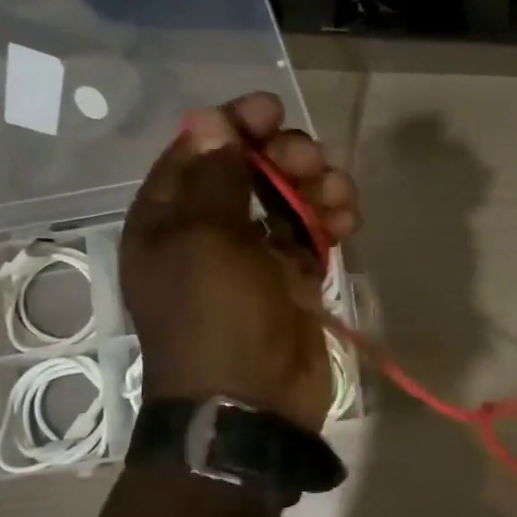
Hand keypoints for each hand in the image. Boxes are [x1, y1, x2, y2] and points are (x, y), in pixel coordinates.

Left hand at [120, 92, 359, 433]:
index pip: (197, 151)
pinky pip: (312, 237)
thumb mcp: (204, 242)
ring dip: (316, 187)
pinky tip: (348, 219)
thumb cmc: (217, 320)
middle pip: (248, 171)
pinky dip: (330, 223)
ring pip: (287, 202)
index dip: (234, 124)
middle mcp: (208, 234)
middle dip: (284, 156)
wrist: (252, 407)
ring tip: (340, 195)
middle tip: (312, 160)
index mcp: (168, 220)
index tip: (272, 109)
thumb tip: (211, 121)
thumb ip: (214, 179)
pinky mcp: (292, 283)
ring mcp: (254, 260)